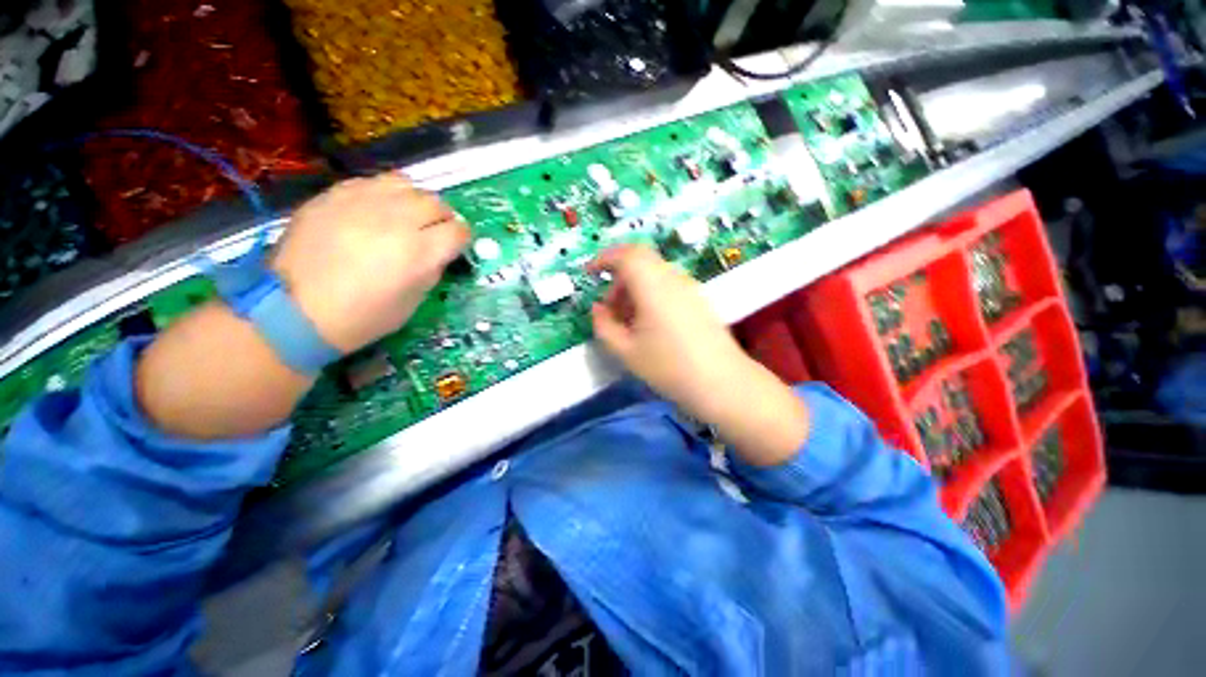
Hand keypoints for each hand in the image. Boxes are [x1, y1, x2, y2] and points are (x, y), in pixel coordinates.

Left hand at [271, 173, 469, 353]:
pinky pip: (372, 182)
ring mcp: (363, 203)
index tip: (455, 246)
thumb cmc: (363, 317)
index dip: (461, 239)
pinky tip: (376, 210)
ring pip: (407, 185)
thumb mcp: (413, 302)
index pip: (458, 231)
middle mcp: (397, 220)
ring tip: (406, 215)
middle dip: (442, 218)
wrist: (294, 310)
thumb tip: (438, 252)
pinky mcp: (334, 195)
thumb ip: (432, 270)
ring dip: (415, 200)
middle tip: (432, 232)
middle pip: (436, 203)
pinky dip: (384, 194)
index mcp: (421, 252)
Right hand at [589, 245, 750, 418]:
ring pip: (654, 274)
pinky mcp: (698, 300)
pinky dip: (650, 294)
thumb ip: (605, 326)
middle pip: (640, 261)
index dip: (603, 259)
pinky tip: (649, 324)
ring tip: (628, 321)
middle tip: (610, 308)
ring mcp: (689, 288)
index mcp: (652, 286)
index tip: (590, 273)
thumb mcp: (627, 352)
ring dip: (634, 288)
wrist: (723, 383)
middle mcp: (672, 278)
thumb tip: (598, 309)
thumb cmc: (669, 367)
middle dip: (618, 279)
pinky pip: (667, 285)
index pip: (626, 255)